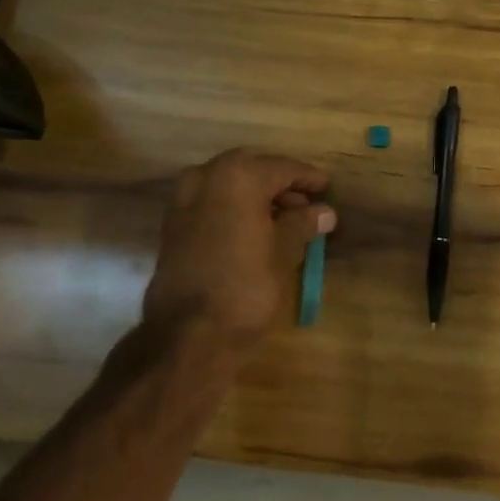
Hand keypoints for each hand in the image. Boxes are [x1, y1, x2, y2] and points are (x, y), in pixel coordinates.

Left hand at [143, 149, 336, 346]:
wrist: (188, 332)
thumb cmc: (247, 284)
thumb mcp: (285, 251)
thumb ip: (303, 223)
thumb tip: (324, 212)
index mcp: (239, 175)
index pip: (283, 168)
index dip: (308, 178)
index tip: (326, 188)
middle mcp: (207, 176)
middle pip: (253, 170)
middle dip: (280, 184)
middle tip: (306, 203)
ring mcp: (184, 199)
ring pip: (229, 184)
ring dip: (255, 195)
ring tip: (284, 219)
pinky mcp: (173, 225)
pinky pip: (211, 202)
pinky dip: (234, 208)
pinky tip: (254, 229)